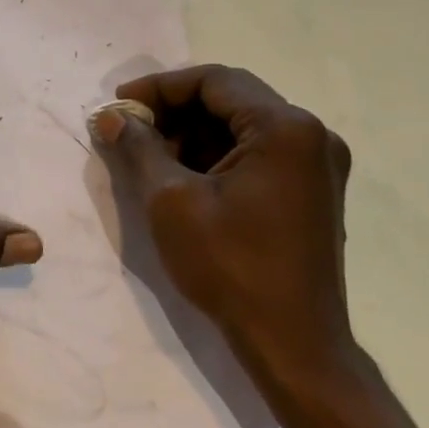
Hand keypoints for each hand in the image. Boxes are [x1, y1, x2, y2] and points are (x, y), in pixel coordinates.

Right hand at [93, 65, 353, 381]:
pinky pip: (257, 152)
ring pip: (241, 125)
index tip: (119, 105)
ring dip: (193, 133)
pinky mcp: (312, 190)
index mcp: (285, 128)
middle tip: (130, 129)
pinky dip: (216, 155)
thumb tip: (111, 117)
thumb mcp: (171, 201)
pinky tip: (182, 176)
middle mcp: (311, 135)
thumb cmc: (231, 267)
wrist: (294, 346)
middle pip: (230, 98)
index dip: (159, 87)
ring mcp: (317, 164)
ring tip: (149, 155)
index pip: (213, 81)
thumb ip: (139, 147)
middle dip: (174, 110)